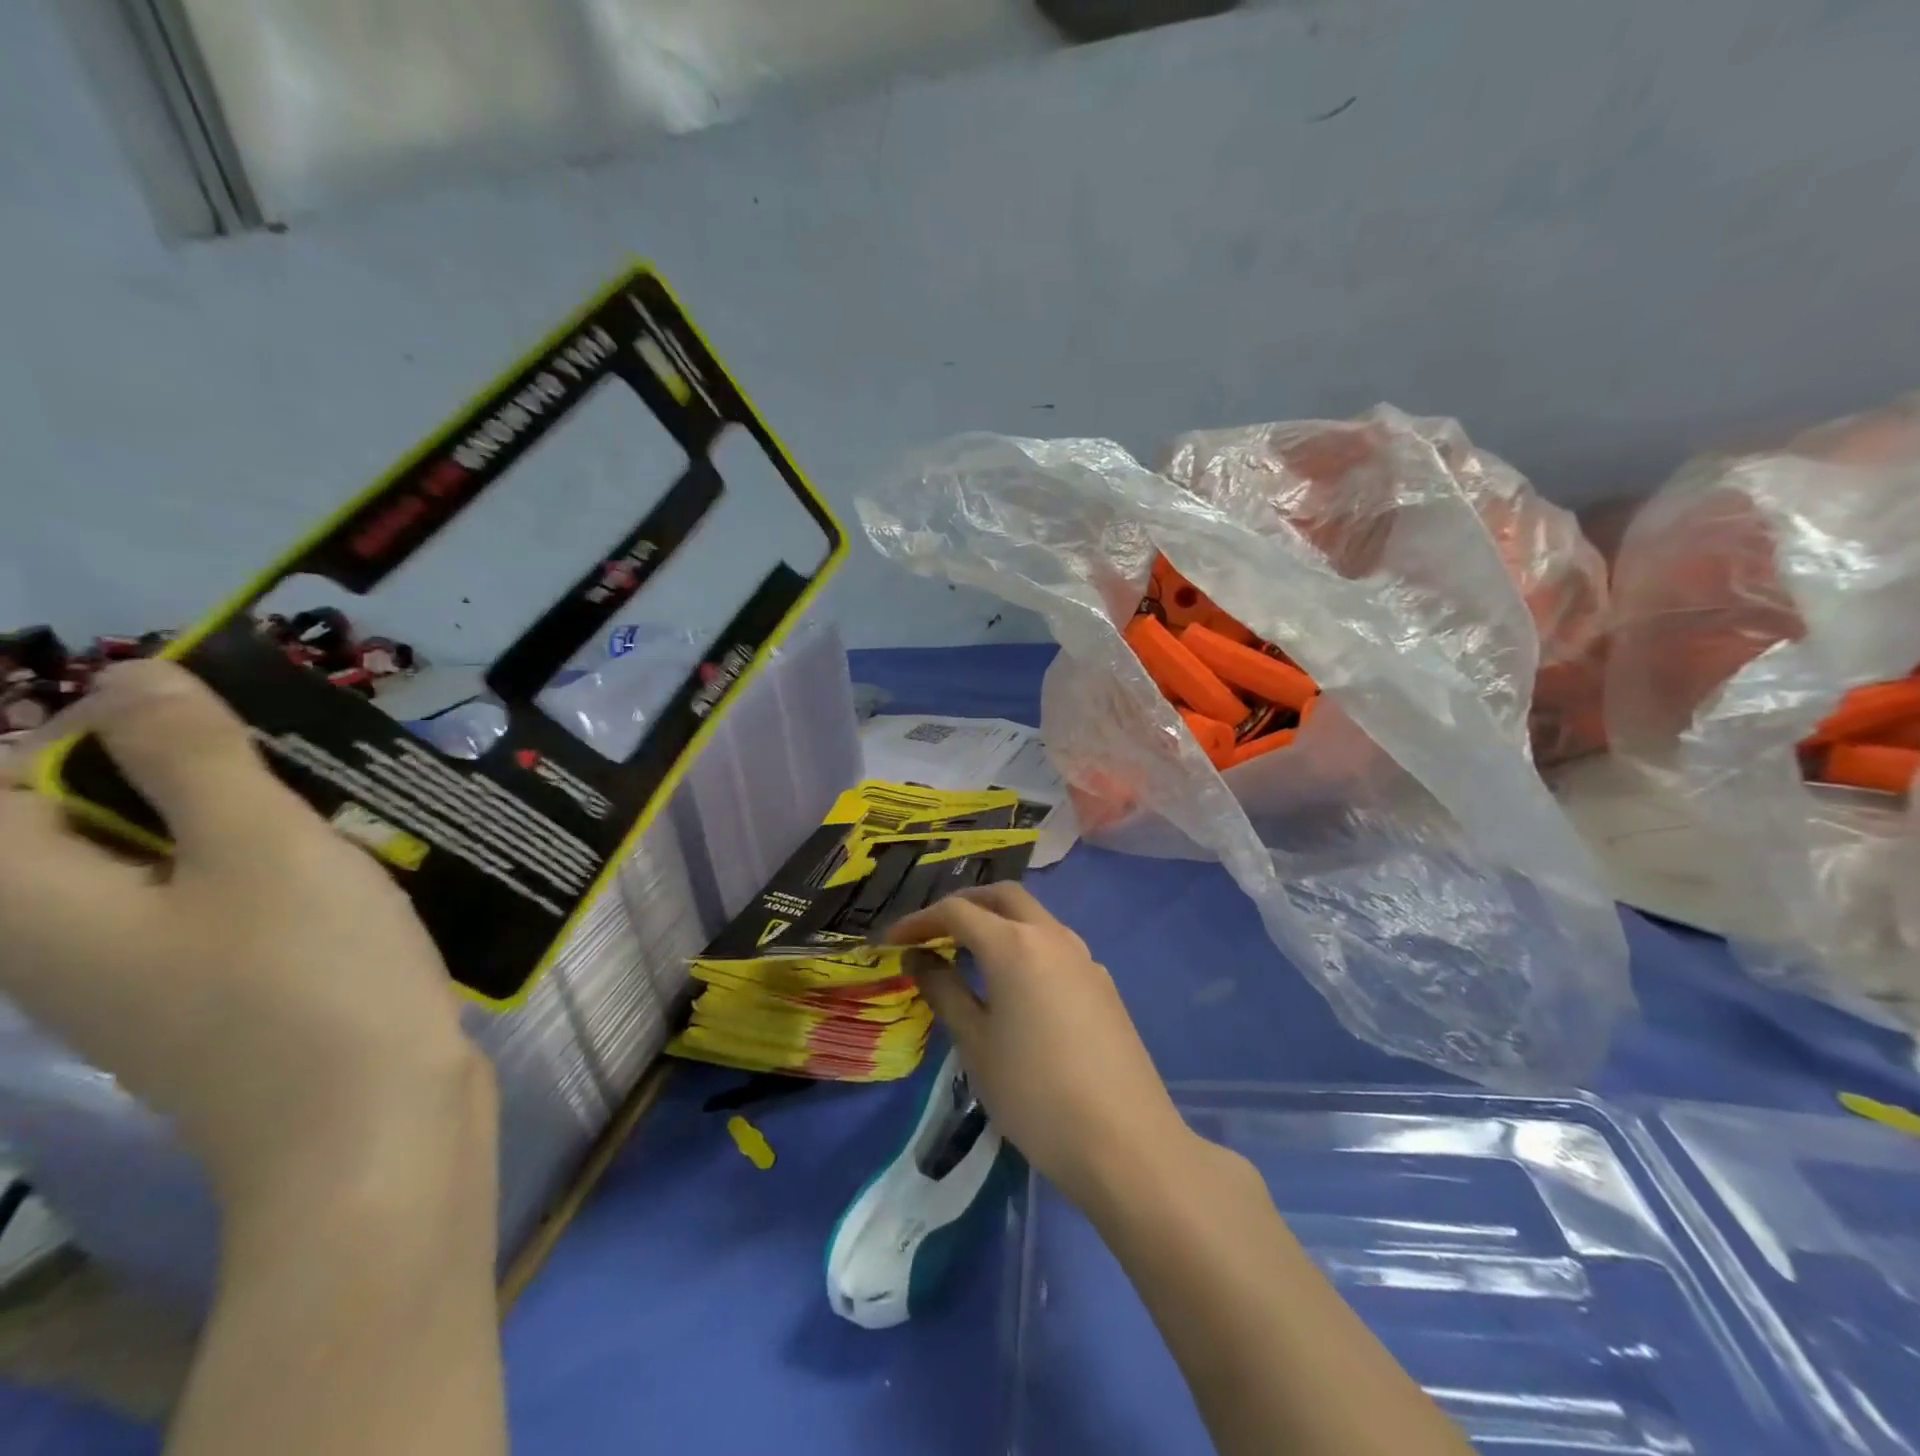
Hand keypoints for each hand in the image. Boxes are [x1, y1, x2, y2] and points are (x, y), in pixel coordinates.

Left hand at [0, 660, 493, 1217]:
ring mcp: (151, 984)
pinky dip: (282, 881)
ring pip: (177, 868)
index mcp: (36, 905)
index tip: (225, 730)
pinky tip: (356, 883)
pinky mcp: (223, 1004)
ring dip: (256, 831)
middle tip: (304, 775)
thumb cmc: (309, 979)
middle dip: (201, 779)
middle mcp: (68, 946)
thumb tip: (133, 675)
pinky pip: (228, 913)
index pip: (7, 785)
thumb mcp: (261, 846)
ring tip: (346, 823)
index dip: (102, 733)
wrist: (370, 1128)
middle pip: (97, 824)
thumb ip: (192, 757)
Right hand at [886, 884, 1195, 1212]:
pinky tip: (1016, 985)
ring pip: (1034, 917)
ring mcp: (1084, 957)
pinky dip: (1025, 946)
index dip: (919, 921)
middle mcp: (1052, 936)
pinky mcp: (1103, 983)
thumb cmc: (1035, 1094)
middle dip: (964, 904)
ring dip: (998, 921)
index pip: (957, 912)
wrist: (1125, 1141)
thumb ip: (944, 991)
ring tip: (969, 953)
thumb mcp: (976, 1044)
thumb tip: (918, 957)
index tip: (891, 941)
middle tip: (933, 931)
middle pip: (1003, 897)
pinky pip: (1055, 945)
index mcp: (1014, 944)